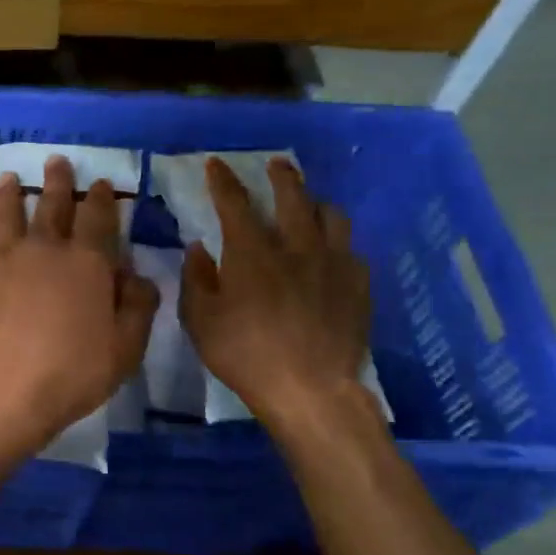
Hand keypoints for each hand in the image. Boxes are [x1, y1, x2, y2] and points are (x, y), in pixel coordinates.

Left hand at [0, 157, 158, 456]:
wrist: (7, 393)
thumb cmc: (75, 371)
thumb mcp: (127, 346)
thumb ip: (138, 305)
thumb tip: (136, 275)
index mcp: (86, 261)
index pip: (97, 217)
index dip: (101, 198)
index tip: (100, 182)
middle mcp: (43, 251)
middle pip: (51, 206)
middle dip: (56, 182)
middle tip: (55, 160)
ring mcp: (3, 264)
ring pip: (6, 218)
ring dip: (9, 196)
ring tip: (8, 178)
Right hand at [179, 157, 370, 421]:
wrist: (310, 390)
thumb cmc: (245, 355)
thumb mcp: (201, 321)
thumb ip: (197, 279)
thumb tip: (199, 248)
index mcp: (252, 252)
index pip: (234, 202)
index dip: (223, 180)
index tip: (216, 164)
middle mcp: (295, 246)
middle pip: (291, 196)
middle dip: (281, 176)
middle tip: (276, 164)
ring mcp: (333, 264)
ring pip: (331, 215)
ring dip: (316, 203)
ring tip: (309, 205)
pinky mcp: (358, 286)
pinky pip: (351, 251)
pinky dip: (337, 244)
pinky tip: (332, 255)